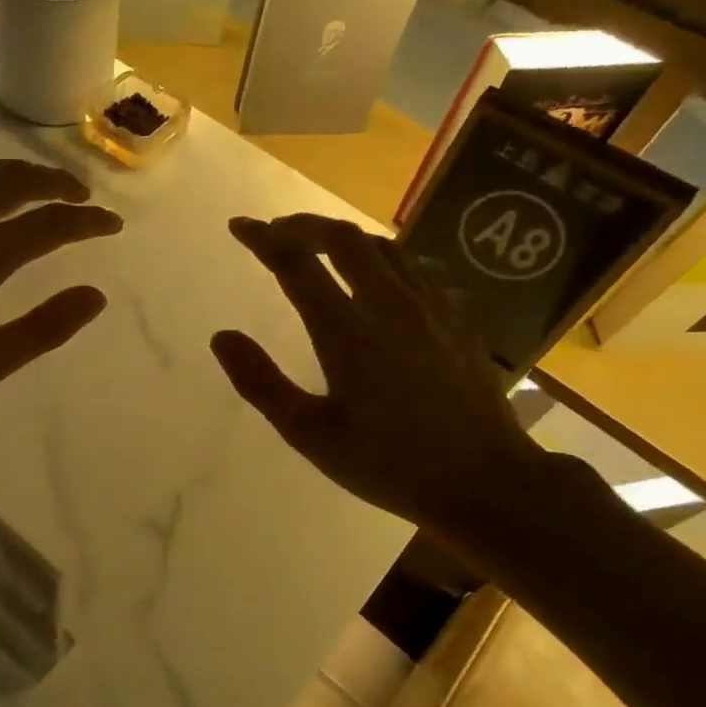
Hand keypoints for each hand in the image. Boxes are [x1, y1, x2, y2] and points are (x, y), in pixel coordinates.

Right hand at [210, 213, 544, 536]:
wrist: (484, 481)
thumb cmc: (388, 463)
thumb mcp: (310, 434)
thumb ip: (261, 383)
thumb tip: (221, 337)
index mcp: (346, 331)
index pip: (295, 264)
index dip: (262, 238)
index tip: (239, 226)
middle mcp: (388, 304)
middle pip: (343, 239)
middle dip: (304, 226)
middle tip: (278, 232)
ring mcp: (431, 307)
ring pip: (385, 246)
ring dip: (345, 238)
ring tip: (322, 247)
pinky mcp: (459, 319)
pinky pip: (419, 267)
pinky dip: (387, 258)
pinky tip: (384, 275)